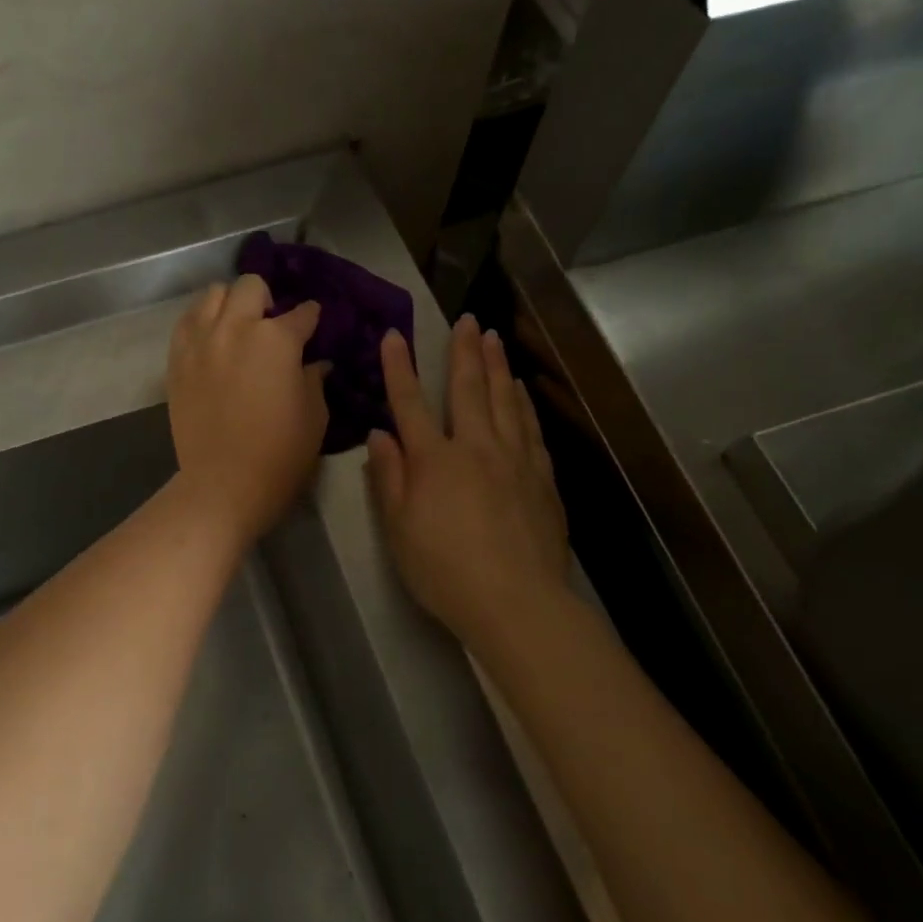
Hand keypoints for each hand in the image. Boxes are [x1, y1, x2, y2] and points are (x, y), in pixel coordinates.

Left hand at [167, 276, 328, 549]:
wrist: (222, 484)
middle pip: (251, 286)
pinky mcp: (177, 359)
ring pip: (213, 294)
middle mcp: (236, 328)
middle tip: (271, 323)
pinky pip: (186, 321)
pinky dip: (201, 321)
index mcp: (276, 339)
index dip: (312, 317)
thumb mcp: (314, 416)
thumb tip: (315, 363)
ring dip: (230, 303)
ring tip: (237, 325)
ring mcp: (201, 341)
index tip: (313, 323)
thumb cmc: (279, 454)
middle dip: (267, 298)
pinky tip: (211, 339)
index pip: (302, 313)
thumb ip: (314, 379)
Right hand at [366, 316, 571, 652]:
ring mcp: (514, 460)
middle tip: (466, 319)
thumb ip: (389, 477)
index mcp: (434, 460)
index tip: (394, 335)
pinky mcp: (542, 478)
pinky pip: (530, 428)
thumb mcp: (399, 528)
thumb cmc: (445, 569)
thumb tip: (379, 435)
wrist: (517, 602)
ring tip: (493, 339)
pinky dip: (523, 403)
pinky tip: (520, 391)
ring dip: (496, 366)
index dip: (400, 367)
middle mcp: (475, 448)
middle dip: (463, 351)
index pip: (410, 403)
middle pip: (467, 389)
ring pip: (504, 400)